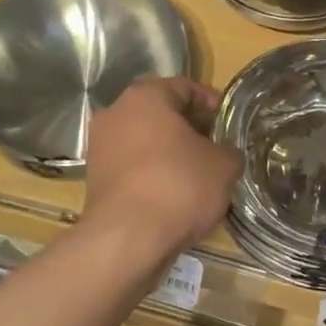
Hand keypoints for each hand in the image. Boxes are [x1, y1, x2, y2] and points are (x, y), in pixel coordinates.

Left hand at [83, 78, 242, 255]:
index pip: (184, 87)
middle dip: (190, 129)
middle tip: (217, 148)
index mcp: (144, 97)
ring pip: (145, 142)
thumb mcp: (223, 165)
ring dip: (171, 154)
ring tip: (200, 176)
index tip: (229, 122)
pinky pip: (133, 168)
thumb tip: (224, 153)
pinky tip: (176, 196)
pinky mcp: (95, 180)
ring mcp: (100, 147)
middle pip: (161, 114)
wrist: (127, 239)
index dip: (212, 103)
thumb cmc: (178, 186)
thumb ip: (228, 150)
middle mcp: (115, 114)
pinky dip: (154, 175)